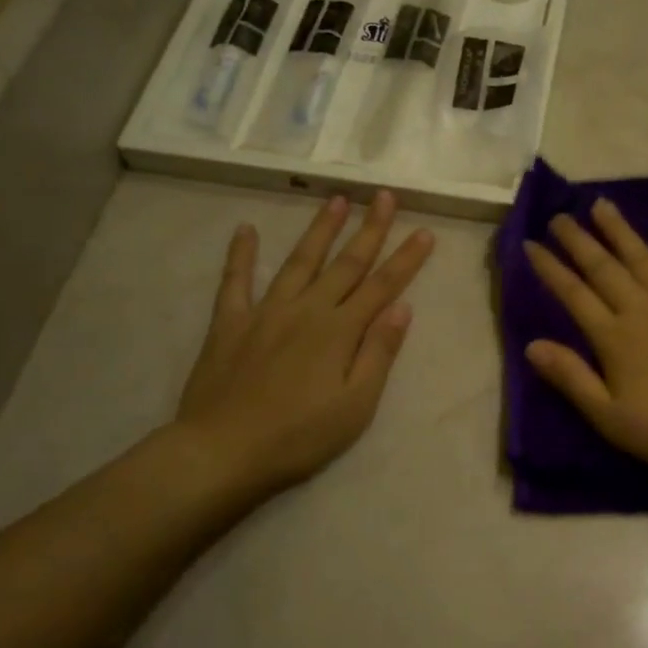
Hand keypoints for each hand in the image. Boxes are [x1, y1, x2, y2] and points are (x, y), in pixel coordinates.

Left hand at [174, 192, 434, 501]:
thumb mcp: (355, 405)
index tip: (424, 231)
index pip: (383, 286)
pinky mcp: (230, 323)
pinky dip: (241, 255)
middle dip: (370, 229)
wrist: (222, 451)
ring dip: (320, 229)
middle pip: (346, 263)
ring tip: (337, 200)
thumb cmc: (299, 436)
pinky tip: (247, 230)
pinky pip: (235, 281)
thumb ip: (378, 353)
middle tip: (384, 195)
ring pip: (299, 261)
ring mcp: (265, 312)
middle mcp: (306, 310)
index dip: (406, 259)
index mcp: (339, 331)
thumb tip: (402, 307)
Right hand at [523, 199, 647, 480]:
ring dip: (620, 230)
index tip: (529, 244)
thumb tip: (531, 345)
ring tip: (601, 205)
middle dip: (578, 240)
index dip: (550, 268)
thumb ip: (571, 378)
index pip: (573, 295)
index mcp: (614, 338)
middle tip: (558, 215)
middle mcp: (642, 309)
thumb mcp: (610, 417)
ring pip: (642, 257)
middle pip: (603, 268)